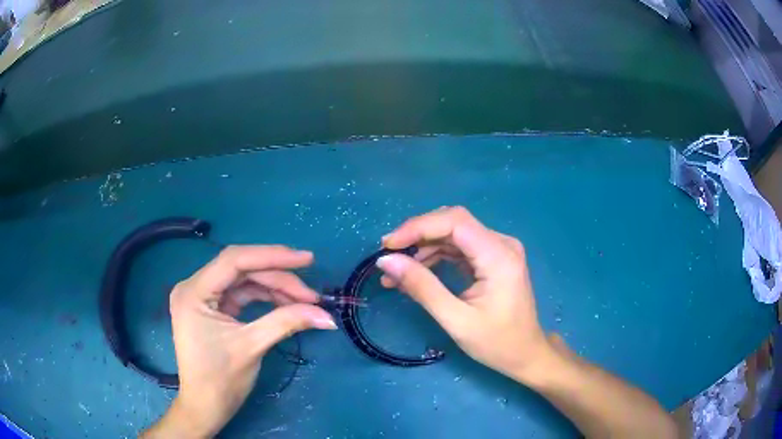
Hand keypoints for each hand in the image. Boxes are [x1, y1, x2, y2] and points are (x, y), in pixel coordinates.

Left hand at [143, 246, 336, 437]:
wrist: (206, 407)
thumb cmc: (220, 380)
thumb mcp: (252, 347)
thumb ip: (287, 322)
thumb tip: (326, 315)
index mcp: (194, 292)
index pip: (234, 260)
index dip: (272, 256)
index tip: (306, 260)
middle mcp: (195, 287)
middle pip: (242, 269)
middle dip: (278, 278)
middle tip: (311, 294)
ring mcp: (203, 297)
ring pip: (244, 281)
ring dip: (274, 289)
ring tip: (304, 301)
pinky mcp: (213, 308)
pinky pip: (242, 295)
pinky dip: (265, 298)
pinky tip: (286, 305)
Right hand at [376, 206, 552, 382]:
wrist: (526, 354)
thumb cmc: (496, 343)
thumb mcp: (456, 320)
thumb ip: (422, 287)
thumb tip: (386, 261)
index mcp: (499, 255)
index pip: (455, 221)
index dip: (418, 227)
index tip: (388, 245)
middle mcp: (501, 243)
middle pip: (453, 223)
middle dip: (417, 236)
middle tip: (388, 257)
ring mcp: (498, 249)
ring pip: (453, 234)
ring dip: (423, 248)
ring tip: (395, 272)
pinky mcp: (492, 259)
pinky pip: (459, 248)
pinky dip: (435, 257)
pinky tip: (416, 272)